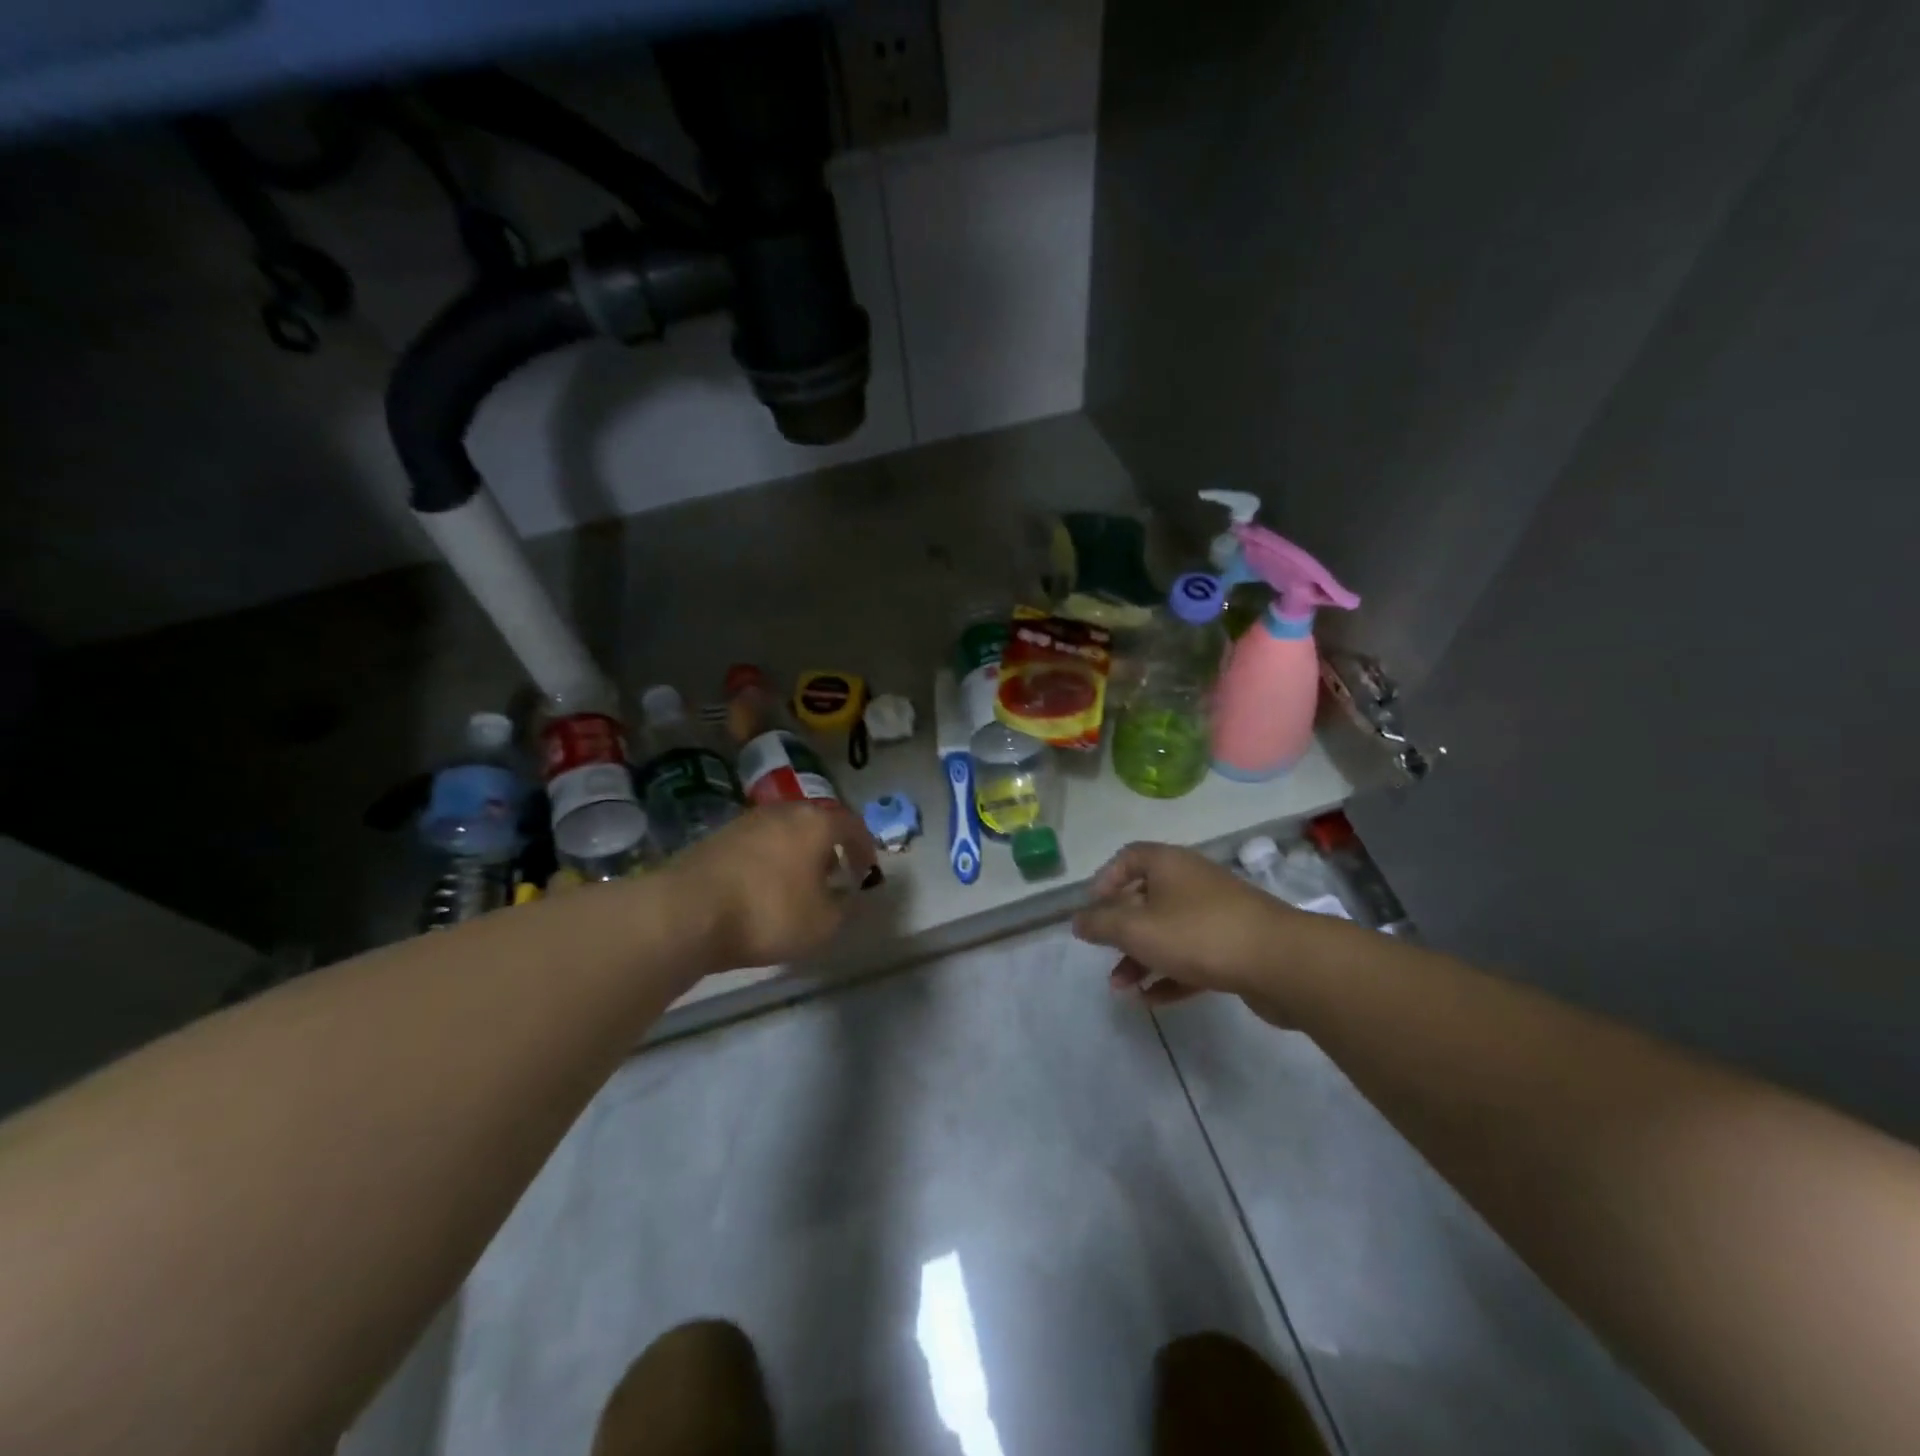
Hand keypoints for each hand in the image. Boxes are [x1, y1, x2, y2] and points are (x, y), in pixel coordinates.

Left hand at [665, 802, 878, 970]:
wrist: (686, 911)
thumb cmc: (768, 913)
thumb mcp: (822, 924)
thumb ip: (843, 907)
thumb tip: (844, 894)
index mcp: (816, 823)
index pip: (852, 825)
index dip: (864, 847)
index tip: (866, 870)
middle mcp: (783, 811)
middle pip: (815, 822)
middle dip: (828, 847)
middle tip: (833, 873)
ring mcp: (746, 821)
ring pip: (783, 831)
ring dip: (796, 853)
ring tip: (797, 883)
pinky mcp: (716, 837)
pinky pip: (756, 844)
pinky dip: (768, 860)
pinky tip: (762, 887)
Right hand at [1071, 842, 1318, 1020]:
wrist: (1282, 962)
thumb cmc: (1199, 934)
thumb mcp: (1137, 929)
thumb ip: (1102, 924)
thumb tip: (1077, 920)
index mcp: (1169, 864)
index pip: (1128, 858)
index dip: (1105, 880)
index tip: (1092, 910)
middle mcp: (1192, 882)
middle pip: (1146, 899)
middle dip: (1121, 930)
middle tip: (1103, 955)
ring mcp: (1217, 914)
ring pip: (1168, 932)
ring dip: (1141, 958)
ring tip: (1122, 989)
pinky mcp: (1235, 947)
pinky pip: (1193, 956)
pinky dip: (1170, 975)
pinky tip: (1152, 1001)